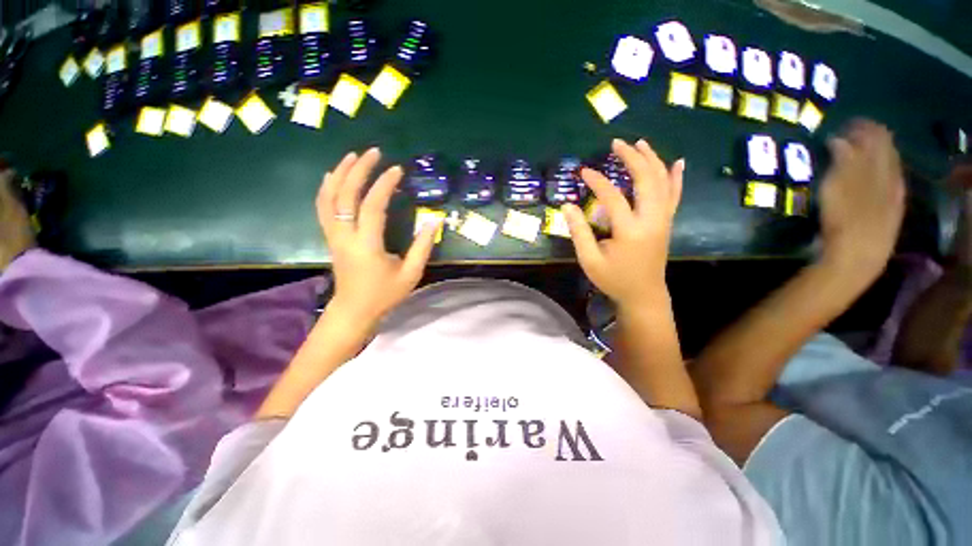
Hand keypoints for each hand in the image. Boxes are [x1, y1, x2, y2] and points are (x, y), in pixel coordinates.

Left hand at [316, 149, 439, 324]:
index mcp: (367, 245)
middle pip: (345, 195)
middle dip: (358, 170)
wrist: (354, 310)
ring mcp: (333, 236)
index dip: (384, 185)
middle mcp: (345, 236)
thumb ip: (423, 247)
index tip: (397, 170)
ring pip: (328, 198)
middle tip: (373, 152)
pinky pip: (322, 207)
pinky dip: (326, 188)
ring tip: (352, 156)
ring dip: (340, 173)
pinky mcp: (330, 237)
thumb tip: (435, 221)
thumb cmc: (385, 294)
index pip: (373, 206)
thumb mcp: (411, 274)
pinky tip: (333, 176)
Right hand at [563, 139, 683, 308]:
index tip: (584, 171)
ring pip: (663, 182)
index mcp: (630, 231)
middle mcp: (652, 220)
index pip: (613, 197)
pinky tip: (677, 162)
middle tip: (617, 143)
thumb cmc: (614, 279)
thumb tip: (567, 206)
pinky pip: (674, 195)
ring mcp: (663, 220)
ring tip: (640, 143)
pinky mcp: (667, 222)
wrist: (644, 294)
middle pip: (646, 180)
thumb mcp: (589, 260)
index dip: (597, 181)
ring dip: (652, 160)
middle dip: (632, 158)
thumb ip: (578, 232)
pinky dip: (675, 177)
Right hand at [819, 119, 905, 276]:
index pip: (876, 137)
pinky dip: (882, 172)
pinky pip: (891, 182)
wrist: (859, 256)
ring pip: (889, 165)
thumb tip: (839, 139)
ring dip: (876, 155)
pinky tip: (875, 175)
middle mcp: (892, 175)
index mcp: (881, 167)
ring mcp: (894, 193)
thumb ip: (842, 160)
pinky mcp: (892, 209)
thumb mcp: (837, 187)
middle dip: (871, 138)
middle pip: (886, 149)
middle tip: (852, 133)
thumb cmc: (843, 219)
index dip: (863, 127)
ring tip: (861, 151)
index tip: (846, 123)